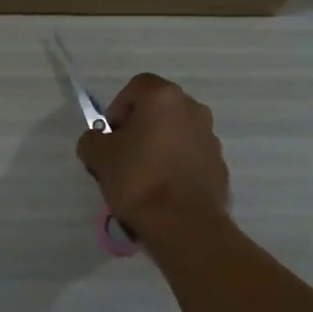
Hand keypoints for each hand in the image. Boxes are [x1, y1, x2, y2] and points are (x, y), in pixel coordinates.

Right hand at [75, 74, 229, 234]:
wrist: (184, 224)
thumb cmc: (138, 180)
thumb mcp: (98, 156)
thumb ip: (92, 139)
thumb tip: (98, 140)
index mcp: (164, 98)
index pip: (137, 87)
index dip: (118, 108)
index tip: (111, 136)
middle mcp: (193, 109)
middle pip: (158, 109)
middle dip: (139, 128)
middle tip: (123, 155)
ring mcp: (210, 137)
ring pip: (176, 133)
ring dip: (158, 146)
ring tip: (143, 178)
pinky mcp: (219, 165)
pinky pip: (190, 156)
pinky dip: (175, 165)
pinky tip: (163, 191)